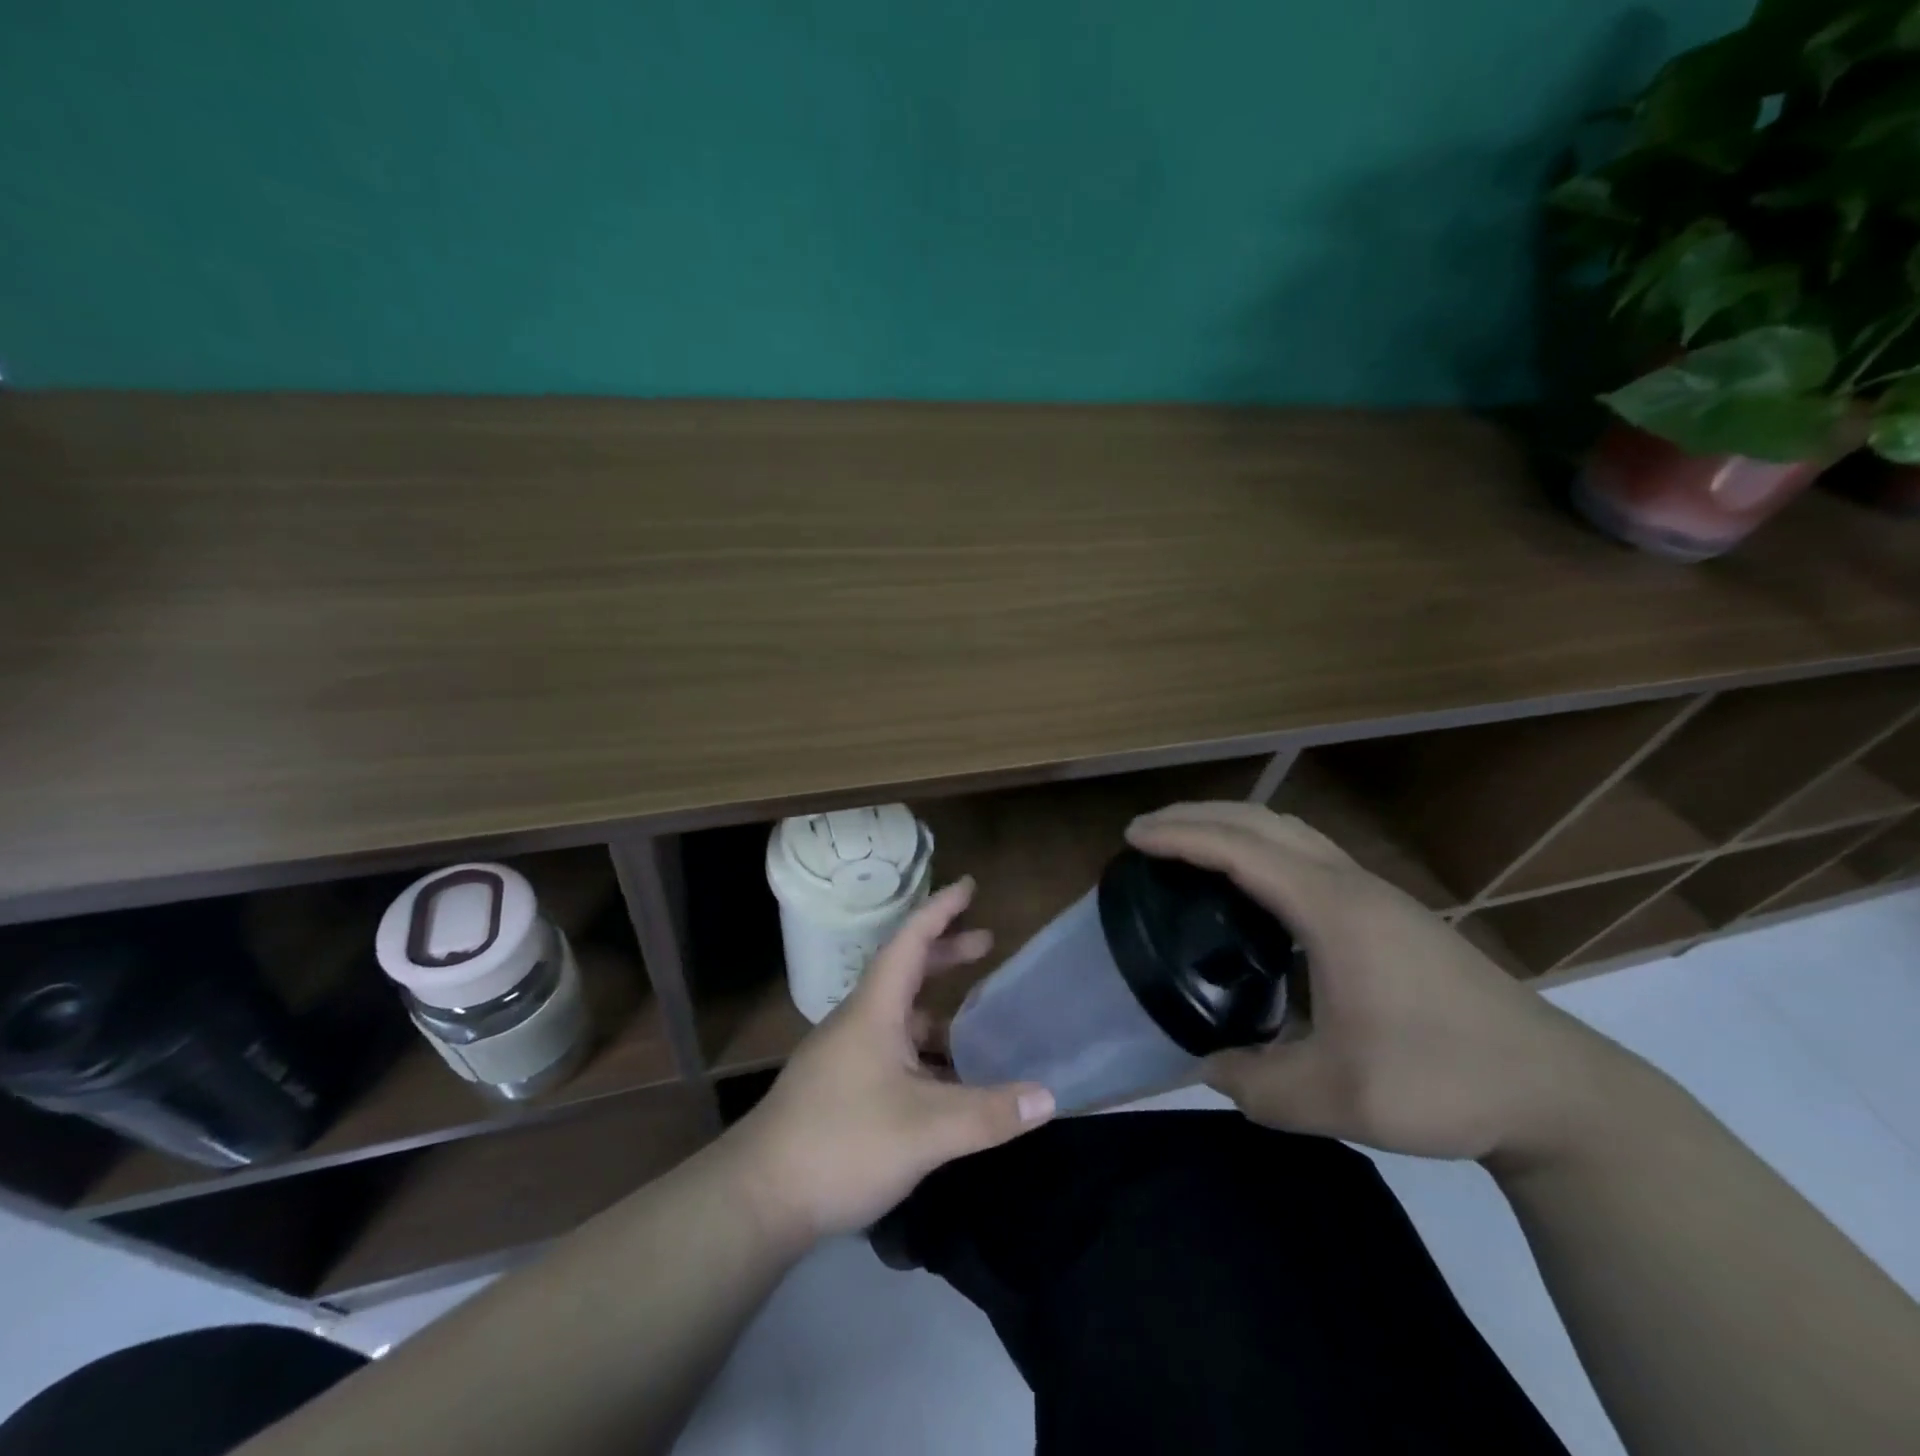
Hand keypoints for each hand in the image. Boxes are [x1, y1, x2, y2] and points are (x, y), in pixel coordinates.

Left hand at [727, 876, 1054, 1244]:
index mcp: (874, 1010)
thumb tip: (1049, 1096)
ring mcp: (846, 1056)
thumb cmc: (841, 1142)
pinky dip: (925, 1054)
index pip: (910, 940)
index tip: (969, 885)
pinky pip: (894, 1053)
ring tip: (979, 1024)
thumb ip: (988, 1113)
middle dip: (946, 954)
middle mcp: (859, 1022)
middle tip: (987, 943)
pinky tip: (948, 1084)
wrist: (758, 1198)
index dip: (941, 909)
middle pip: (906, 972)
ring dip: (938, 1012)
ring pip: (900, 1018)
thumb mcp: (925, 1130)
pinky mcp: (841, 1089)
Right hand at [1126, 802, 1627, 1163]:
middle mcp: (1350, 885)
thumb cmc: (1443, 1081)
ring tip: (1189, 844)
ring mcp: (1374, 893)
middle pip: (1263, 821)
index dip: (1181, 837)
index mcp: (1331, 910)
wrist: (1556, 1092)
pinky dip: (1262, 846)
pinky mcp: (1389, 911)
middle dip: (1198, 815)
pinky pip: (1308, 854)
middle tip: (1146, 832)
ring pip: (1290, 831)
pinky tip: (1252, 885)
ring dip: (1233, 825)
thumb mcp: (1335, 1097)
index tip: (1132, 838)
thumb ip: (1254, 1083)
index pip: (1240, 850)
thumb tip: (1205, 1066)